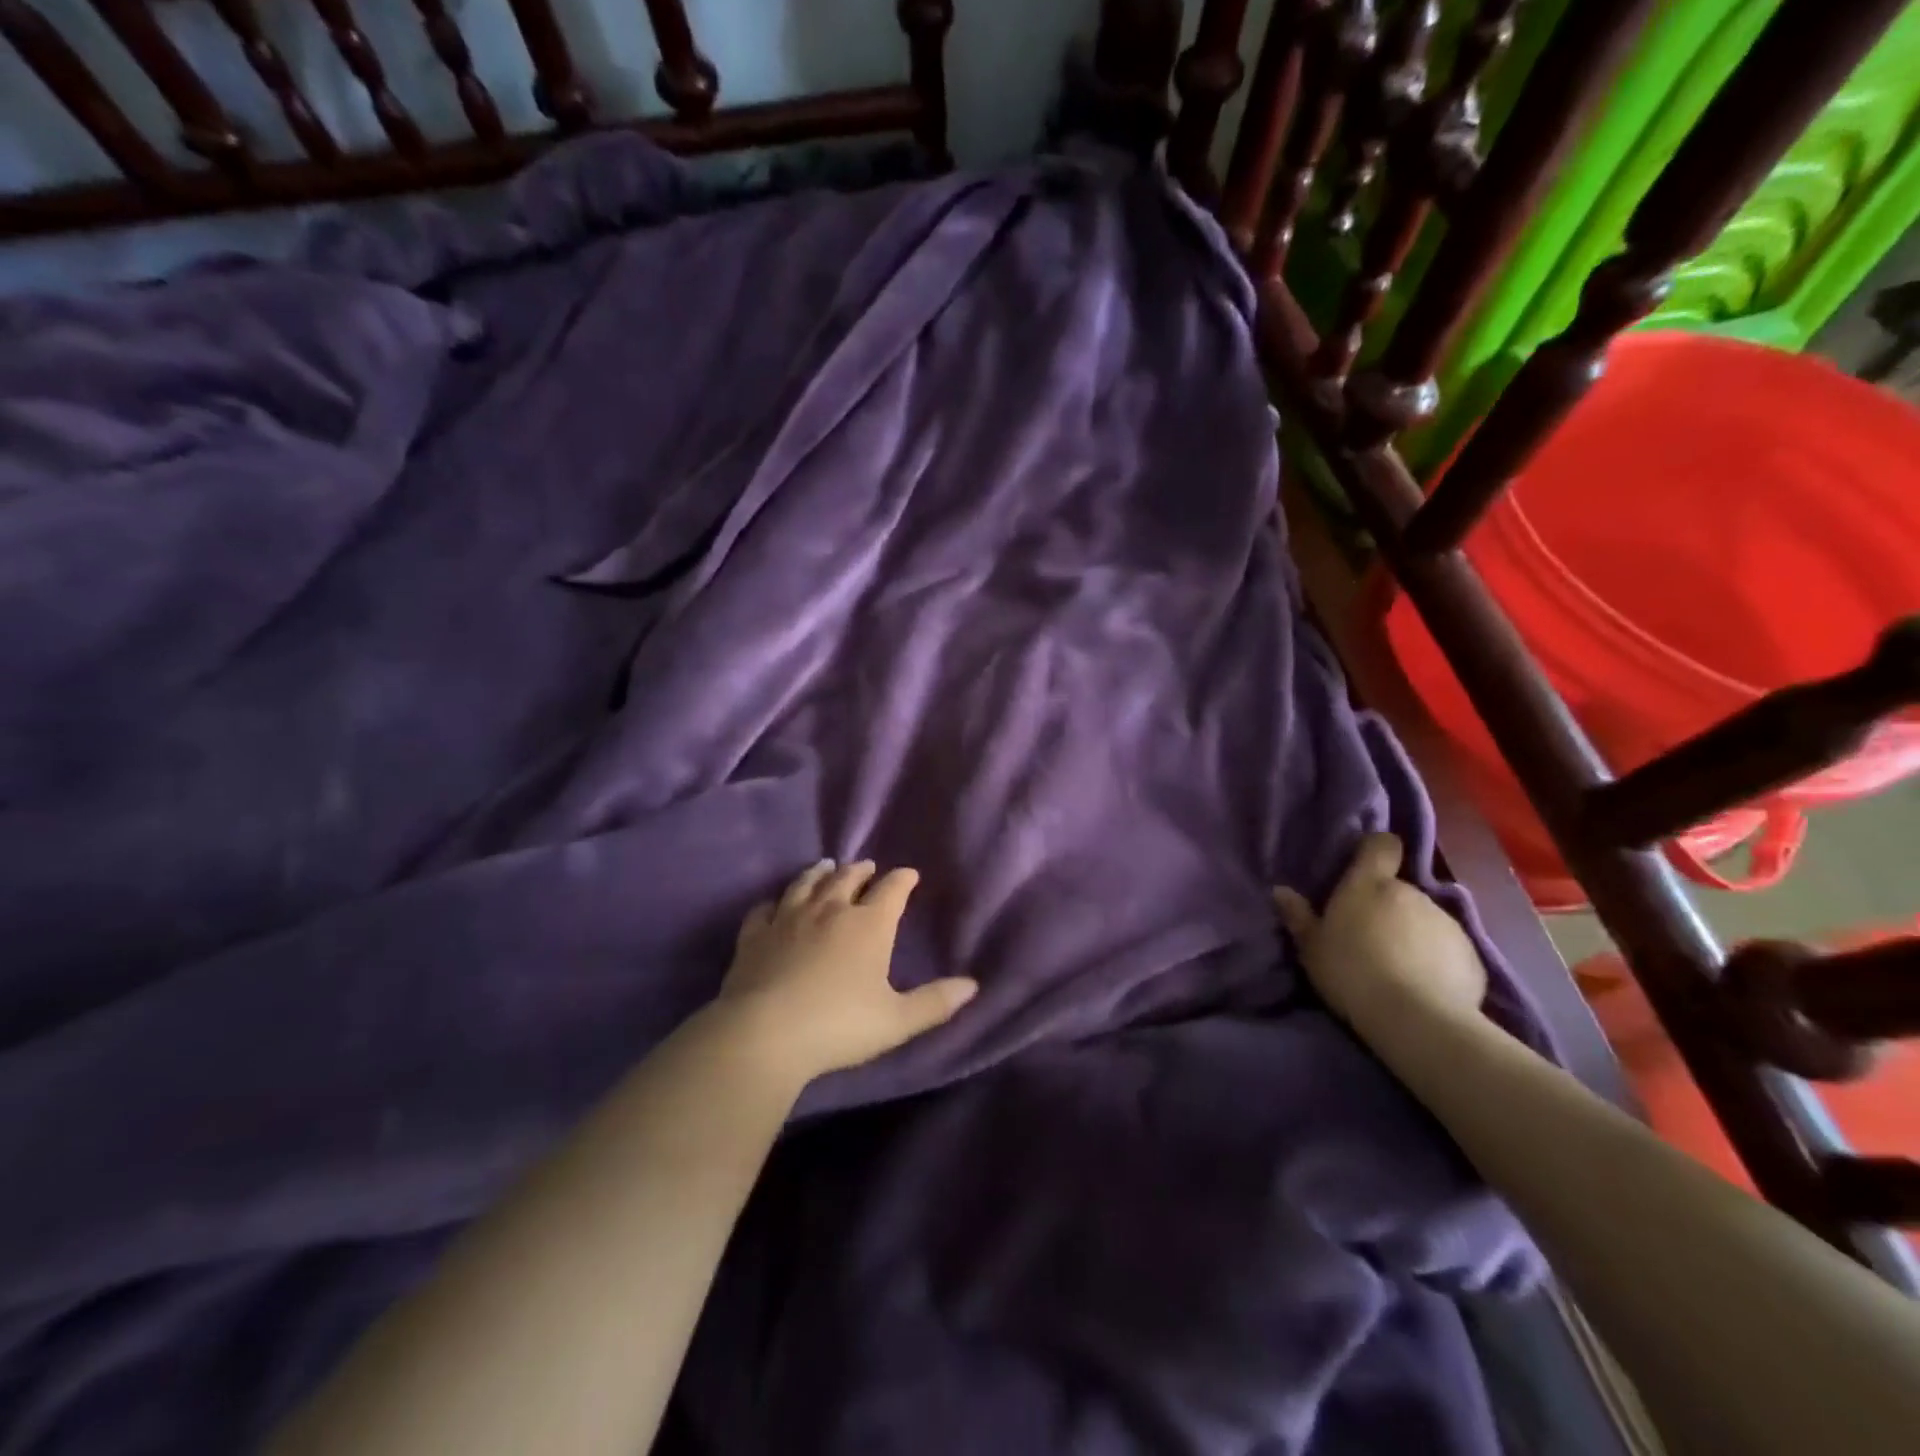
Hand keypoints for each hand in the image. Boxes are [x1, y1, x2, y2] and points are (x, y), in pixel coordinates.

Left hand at [715, 860, 977, 1082]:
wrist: (765, 1034)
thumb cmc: (839, 1026)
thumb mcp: (897, 1021)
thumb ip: (935, 1002)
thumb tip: (973, 986)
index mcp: (868, 925)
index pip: (892, 890)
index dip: (903, 879)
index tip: (909, 874)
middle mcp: (830, 910)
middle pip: (847, 878)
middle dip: (861, 870)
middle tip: (867, 866)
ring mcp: (788, 918)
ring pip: (806, 884)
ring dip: (819, 872)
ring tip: (826, 865)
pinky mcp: (755, 934)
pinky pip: (765, 908)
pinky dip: (774, 902)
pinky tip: (774, 904)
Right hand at [1272, 833, 1487, 1033]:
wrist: (1416, 1019)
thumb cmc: (1351, 972)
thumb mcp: (1312, 949)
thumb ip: (1299, 917)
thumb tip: (1281, 891)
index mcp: (1370, 884)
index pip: (1381, 845)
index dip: (1375, 850)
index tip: (1365, 866)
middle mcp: (1411, 892)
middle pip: (1399, 889)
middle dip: (1387, 907)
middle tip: (1369, 938)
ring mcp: (1446, 921)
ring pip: (1424, 919)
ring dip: (1412, 934)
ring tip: (1398, 968)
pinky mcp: (1471, 953)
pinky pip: (1447, 948)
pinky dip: (1437, 960)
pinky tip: (1425, 986)